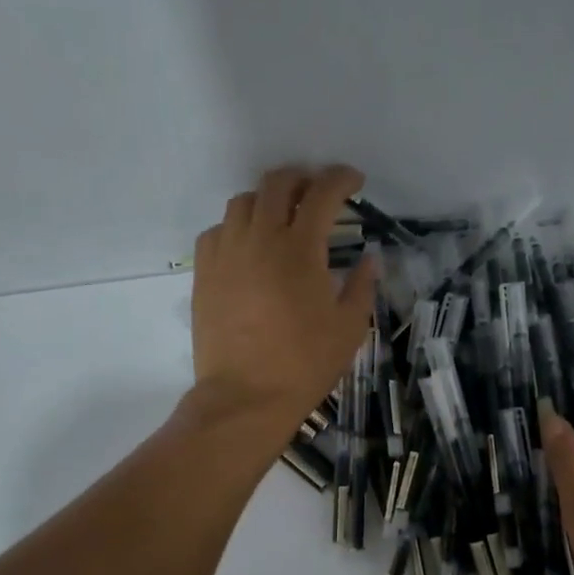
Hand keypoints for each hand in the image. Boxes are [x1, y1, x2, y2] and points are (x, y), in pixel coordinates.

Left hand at [187, 165, 376, 440]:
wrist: (246, 396)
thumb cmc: (305, 363)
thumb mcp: (349, 327)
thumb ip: (362, 285)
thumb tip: (370, 259)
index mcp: (300, 249)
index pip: (322, 194)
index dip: (341, 179)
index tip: (354, 181)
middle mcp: (260, 239)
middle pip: (277, 184)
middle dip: (302, 177)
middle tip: (317, 191)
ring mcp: (226, 253)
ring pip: (242, 201)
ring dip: (267, 199)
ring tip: (281, 216)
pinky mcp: (203, 272)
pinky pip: (217, 231)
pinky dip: (237, 227)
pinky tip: (249, 246)